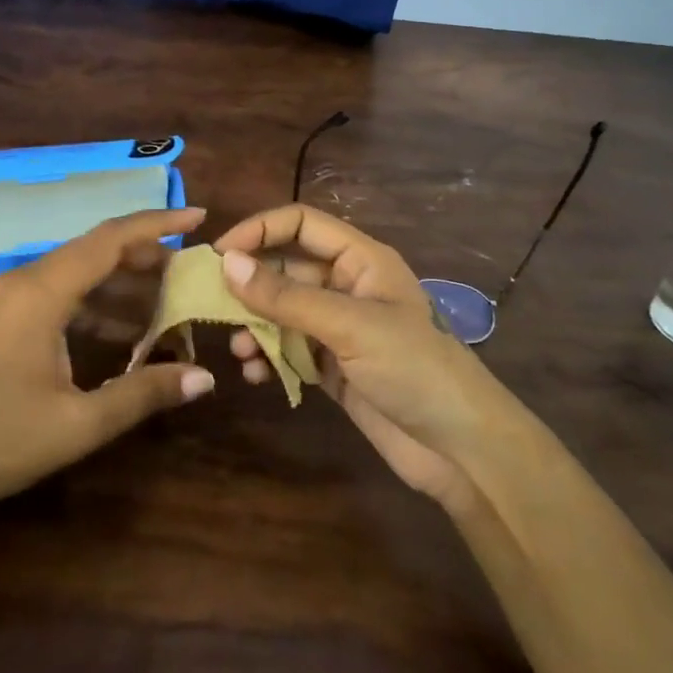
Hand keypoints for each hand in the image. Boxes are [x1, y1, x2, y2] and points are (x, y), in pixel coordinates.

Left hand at [0, 209, 214, 536]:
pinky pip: (60, 290)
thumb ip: (143, 394)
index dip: (158, 223)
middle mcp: (25, 280)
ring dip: (122, 279)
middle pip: (96, 248)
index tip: (199, 217)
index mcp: (42, 292)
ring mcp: (9, 297)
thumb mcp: (79, 424)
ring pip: (78, 269)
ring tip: (167, 298)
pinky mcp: (2, 317)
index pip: (111, 239)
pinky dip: (96, 299)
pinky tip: (123, 327)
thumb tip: (204, 377)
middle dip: (147, 253)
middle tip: (191, 269)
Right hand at [213, 206, 509, 513]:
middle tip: (211, 307)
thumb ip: (287, 297)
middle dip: (250, 285)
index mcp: (362, 260)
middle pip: (287, 268)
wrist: (461, 448)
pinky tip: (256, 375)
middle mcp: (348, 287)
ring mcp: (341, 329)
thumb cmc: (413, 368)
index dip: (260, 231)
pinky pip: (291, 350)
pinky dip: (270, 358)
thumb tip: (227, 264)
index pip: (301, 224)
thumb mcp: (349, 325)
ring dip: (256, 327)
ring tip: (238, 351)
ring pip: (284, 312)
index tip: (219, 256)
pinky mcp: (335, 368)